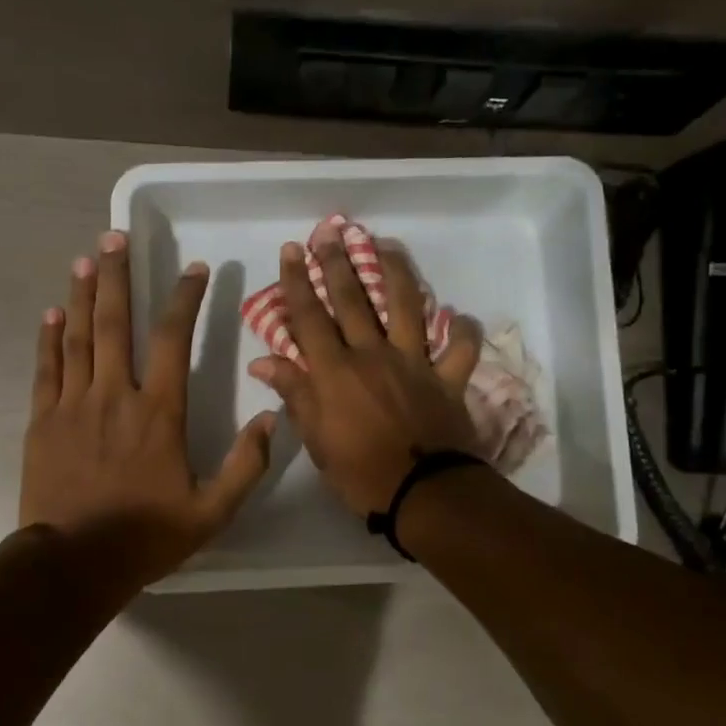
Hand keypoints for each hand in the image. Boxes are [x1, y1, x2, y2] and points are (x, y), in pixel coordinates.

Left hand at [20, 231, 275, 593]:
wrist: (74, 563)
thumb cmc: (146, 537)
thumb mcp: (212, 512)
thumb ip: (245, 465)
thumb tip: (272, 419)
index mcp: (159, 412)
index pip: (174, 339)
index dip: (185, 299)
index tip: (193, 270)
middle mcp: (115, 395)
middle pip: (116, 323)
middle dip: (117, 276)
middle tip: (114, 238)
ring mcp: (73, 405)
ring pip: (78, 337)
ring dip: (81, 295)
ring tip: (84, 260)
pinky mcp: (42, 421)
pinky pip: (46, 369)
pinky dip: (48, 338)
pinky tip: (51, 313)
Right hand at [247, 229, 481, 516]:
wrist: (423, 493)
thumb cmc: (359, 472)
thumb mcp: (315, 439)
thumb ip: (294, 394)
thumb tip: (263, 363)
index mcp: (335, 371)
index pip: (310, 317)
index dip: (298, 282)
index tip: (291, 250)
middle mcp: (372, 355)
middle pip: (353, 300)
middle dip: (338, 263)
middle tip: (330, 232)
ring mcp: (414, 362)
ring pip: (405, 307)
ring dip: (395, 273)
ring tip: (386, 246)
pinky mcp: (447, 378)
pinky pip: (459, 349)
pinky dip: (462, 332)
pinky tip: (459, 317)